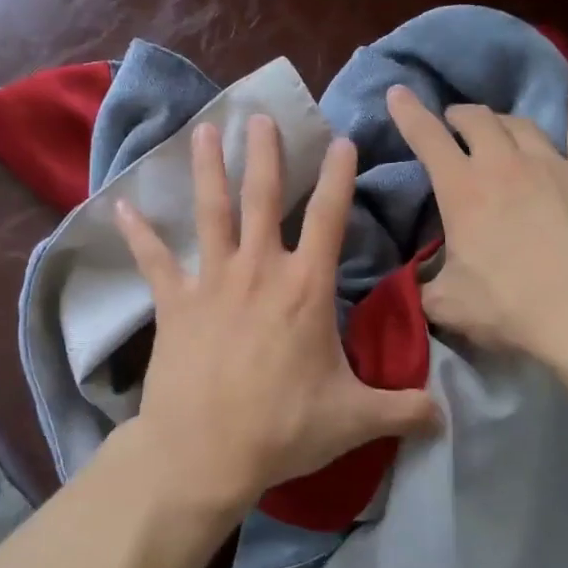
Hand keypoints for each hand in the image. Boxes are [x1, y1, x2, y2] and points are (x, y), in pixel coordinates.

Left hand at [114, 115, 440, 505]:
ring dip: (207, 169)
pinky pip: (154, 260)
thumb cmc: (284, 429)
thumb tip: (446, 416)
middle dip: (265, 154)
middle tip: (260, 116)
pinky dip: (138, 233)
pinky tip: (121, 205)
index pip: (329, 219)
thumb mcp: (355, 420)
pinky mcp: (174, 304)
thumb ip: (404, 410)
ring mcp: (212, 282)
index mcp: (305, 288)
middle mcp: (259, 271)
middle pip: (263, 198)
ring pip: (211, 213)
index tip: (342, 141)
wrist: (204, 452)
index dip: (338, 177)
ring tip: (203, 130)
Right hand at [386, 77, 567, 360]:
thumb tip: (414, 284)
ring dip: (502, 120)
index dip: (408, 113)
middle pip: (477, 121)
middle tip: (453, 123)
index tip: (397, 92)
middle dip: (459, 116)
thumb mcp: (448, 305)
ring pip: (521, 124)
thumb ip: (423, 287)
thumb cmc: (512, 308)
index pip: (427, 139)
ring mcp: (553, 164)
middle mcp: (504, 164)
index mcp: (462, 190)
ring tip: (496, 124)